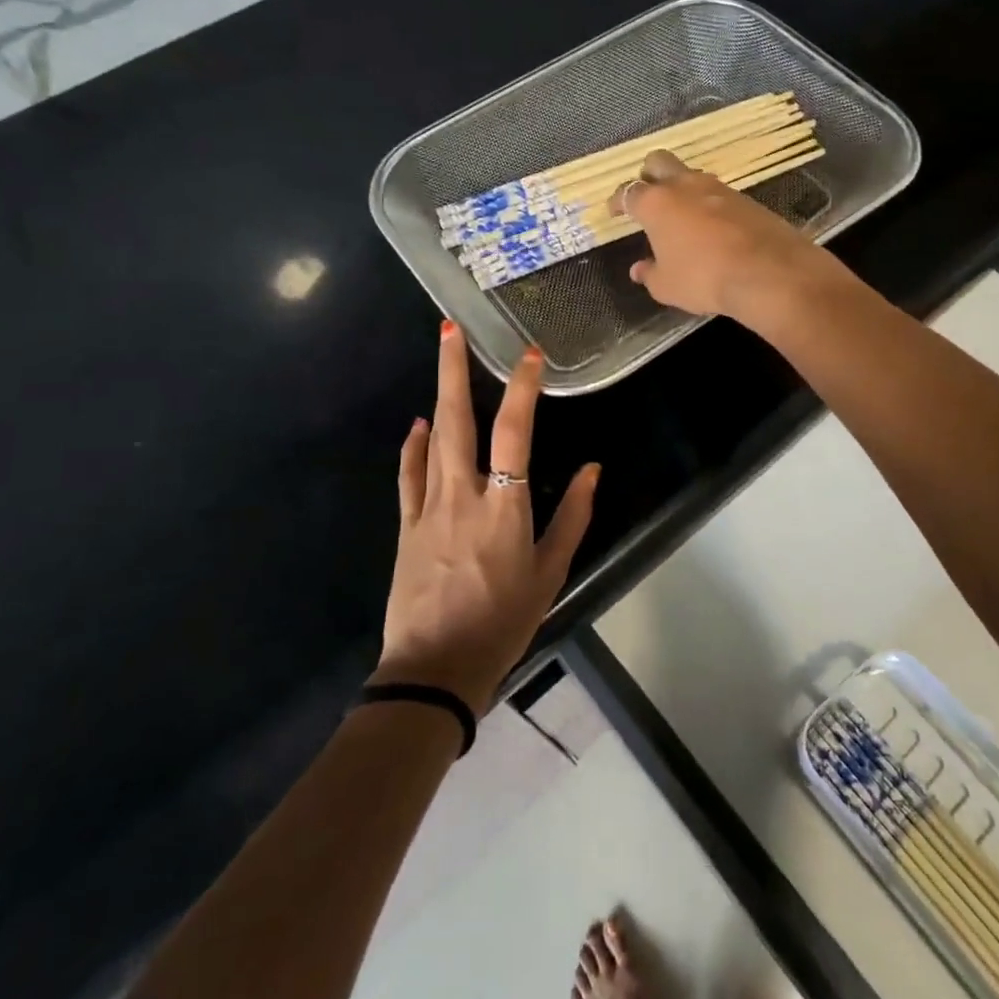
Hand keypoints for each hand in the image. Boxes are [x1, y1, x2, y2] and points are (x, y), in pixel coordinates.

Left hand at [376, 321, 598, 713]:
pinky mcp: (406, 526)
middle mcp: (463, 495)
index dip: (523, 388)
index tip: (530, 355)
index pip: (515, 432)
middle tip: (450, 328)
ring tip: (440, 358)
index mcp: (504, 507)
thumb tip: (592, 470)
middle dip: (453, 369)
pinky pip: (408, 476)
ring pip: (432, 439)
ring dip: (437, 395)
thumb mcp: (551, 574)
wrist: (435, 670)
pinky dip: (413, 447)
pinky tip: (417, 426)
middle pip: (458, 419)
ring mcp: (428, 508)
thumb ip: (573, 517)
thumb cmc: (503, 623)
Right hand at [614, 149, 840, 325]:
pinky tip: (711, 226)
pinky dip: (708, 204)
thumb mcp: (667, 286)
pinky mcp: (745, 198)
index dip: (617, 201)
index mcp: (656, 203)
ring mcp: (718, 188)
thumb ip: (650, 274)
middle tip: (646, 195)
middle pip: (658, 162)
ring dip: (681, 189)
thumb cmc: (704, 278)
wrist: (768, 271)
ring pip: (690, 175)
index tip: (614, 211)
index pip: (627, 192)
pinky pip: (717, 194)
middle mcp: (684, 186)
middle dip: (648, 175)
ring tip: (680, 214)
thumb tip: (639, 269)